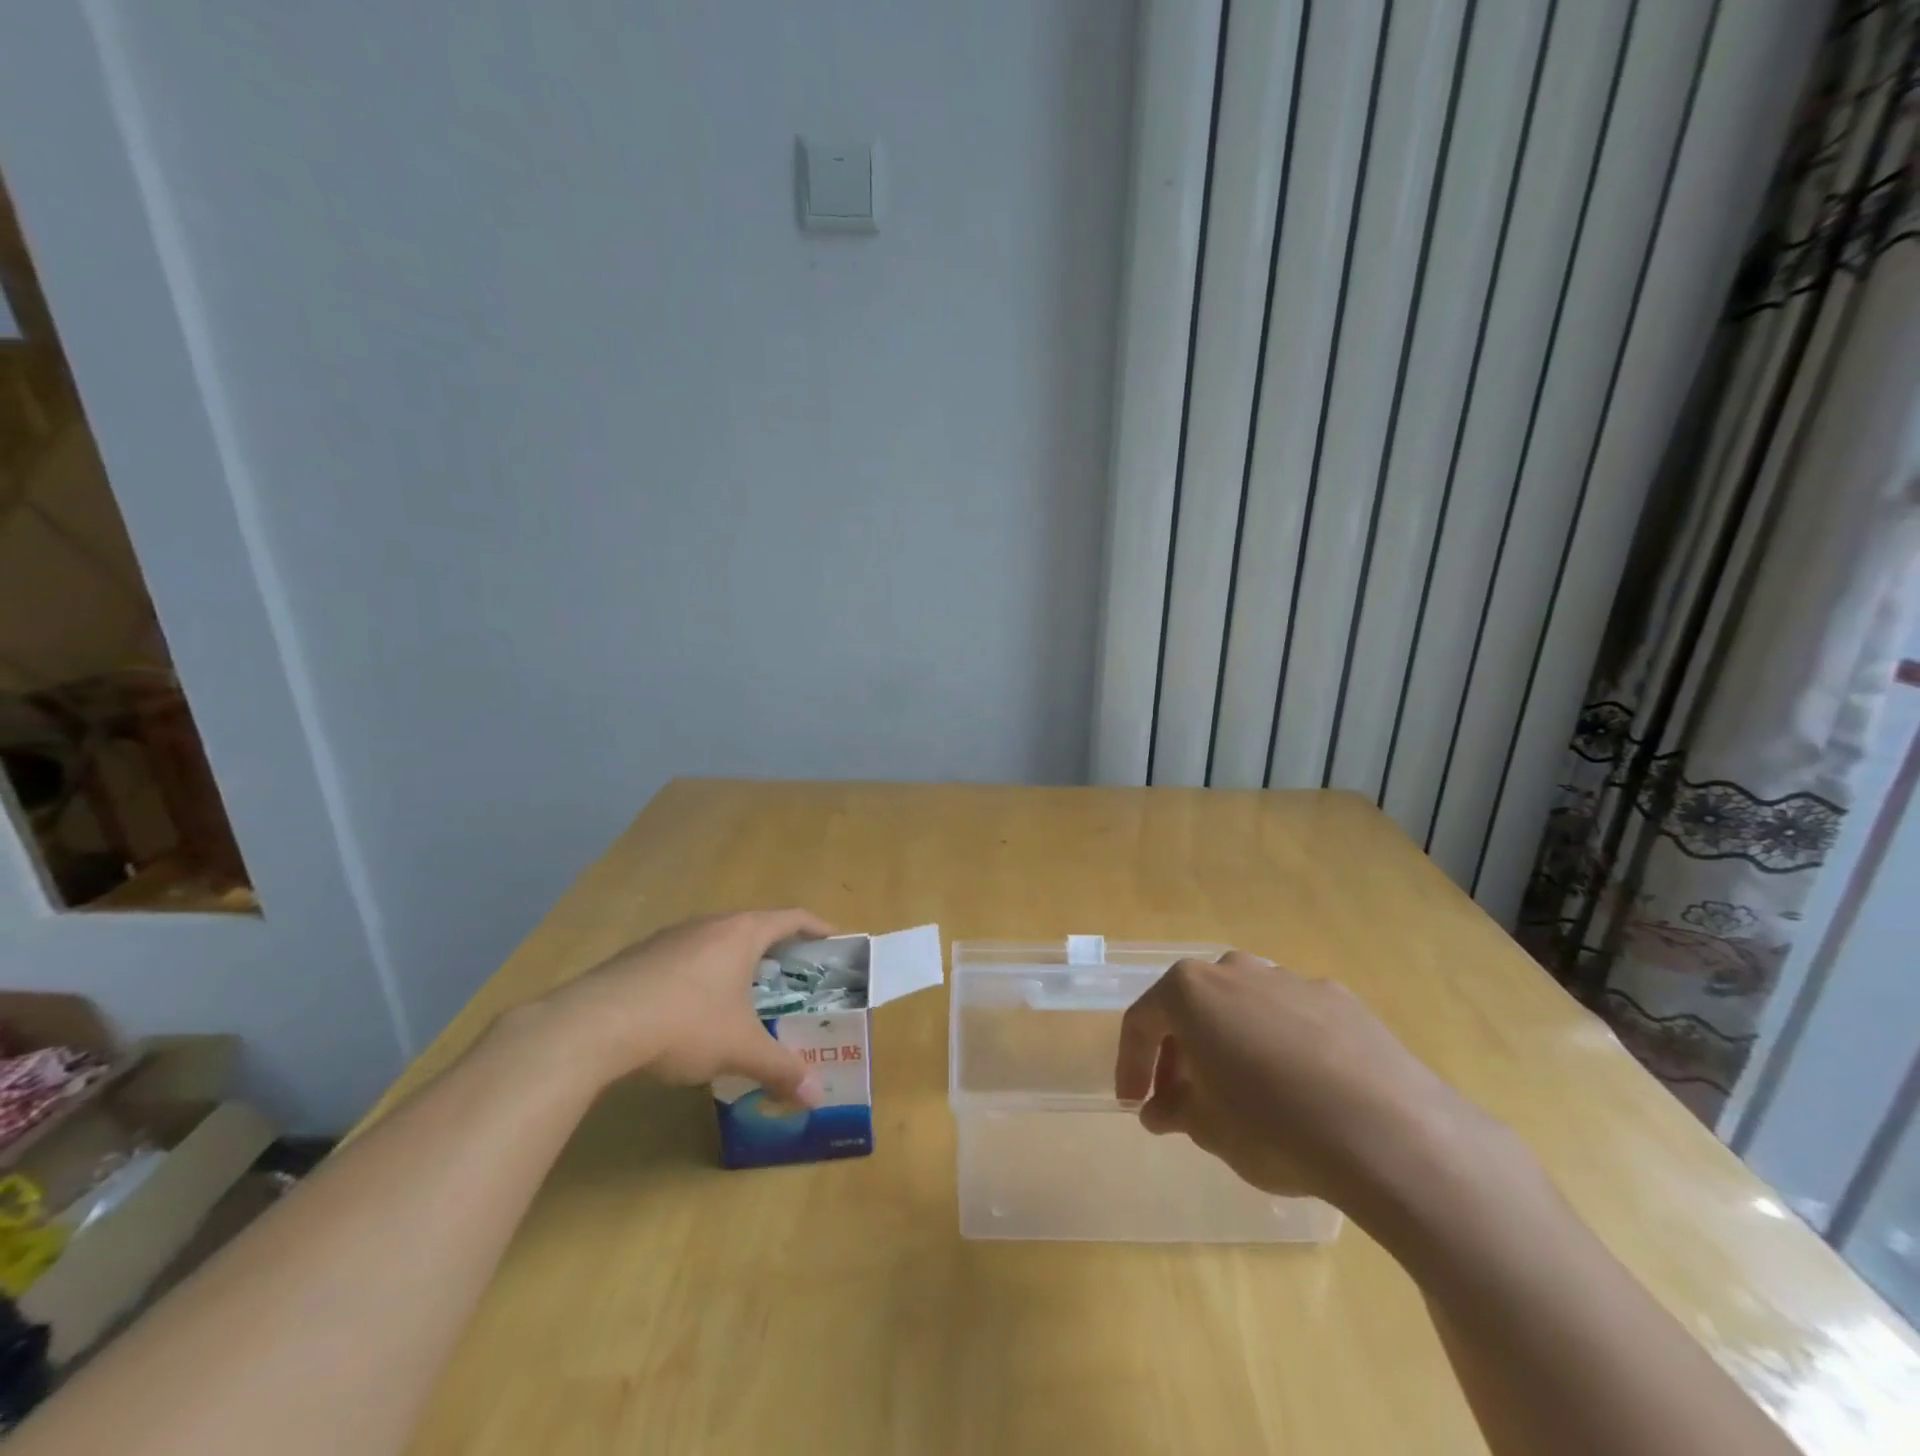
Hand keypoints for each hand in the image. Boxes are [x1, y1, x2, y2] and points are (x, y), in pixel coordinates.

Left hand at [531, 908, 832, 1102]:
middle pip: (754, 927)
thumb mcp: (739, 1049)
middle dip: (777, 951)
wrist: (595, 1024)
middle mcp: (709, 924)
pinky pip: (686, 957)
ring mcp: (671, 937)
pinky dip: (703, 975)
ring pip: (716, 942)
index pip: (792, 918)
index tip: (834, 942)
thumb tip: (816, 1095)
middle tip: (794, 980)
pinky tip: (693, 1011)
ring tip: (746, 996)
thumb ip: (780, 1068)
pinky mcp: (640, 956)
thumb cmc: (685, 1022)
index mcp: (742, 933)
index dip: (817, 928)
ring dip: (736, 963)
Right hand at [1114, 952, 1499, 1223]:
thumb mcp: (1210, 1130)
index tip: (1135, 1103)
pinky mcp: (1340, 1000)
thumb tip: (1161, 1111)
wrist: (1391, 1133)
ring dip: (1230, 1045)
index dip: (1131, 1063)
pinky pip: (1291, 1019)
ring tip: (1243, 1096)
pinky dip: (1280, 1047)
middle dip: (1181, 1054)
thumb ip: (1176, 1112)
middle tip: (1183, 1102)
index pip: (1142, 1020)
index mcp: (1192, 990)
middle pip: (1193, 1007)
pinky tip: (1301, 1091)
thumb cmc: (1274, 1126)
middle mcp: (1236, 970)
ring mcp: (1291, 980)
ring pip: (1243, 1008)